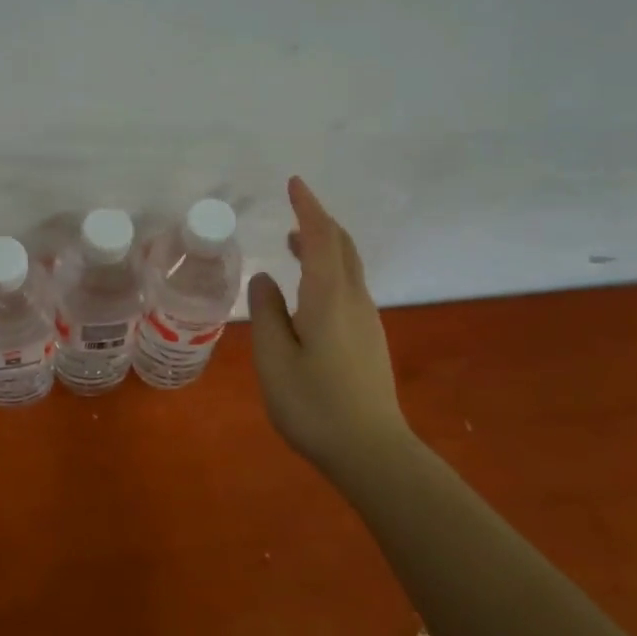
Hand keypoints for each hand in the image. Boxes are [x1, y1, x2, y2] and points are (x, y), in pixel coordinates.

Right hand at [248, 176, 412, 478]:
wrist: (371, 451)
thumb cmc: (315, 405)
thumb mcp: (274, 359)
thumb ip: (267, 313)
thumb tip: (265, 278)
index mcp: (329, 298)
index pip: (322, 238)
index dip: (308, 208)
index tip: (294, 183)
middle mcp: (354, 301)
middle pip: (343, 247)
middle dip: (320, 221)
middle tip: (294, 208)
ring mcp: (366, 320)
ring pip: (348, 267)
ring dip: (324, 246)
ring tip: (295, 241)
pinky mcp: (368, 339)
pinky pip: (348, 287)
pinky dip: (329, 270)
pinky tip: (310, 289)